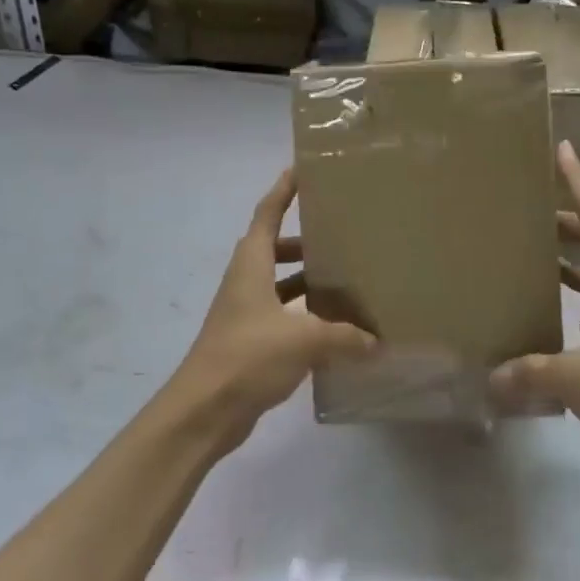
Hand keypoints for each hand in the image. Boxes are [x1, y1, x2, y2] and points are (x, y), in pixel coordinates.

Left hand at [162, 168, 375, 457]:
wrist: (203, 410)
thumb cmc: (247, 356)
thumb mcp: (304, 340)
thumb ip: (344, 337)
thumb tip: (376, 341)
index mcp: (251, 265)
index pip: (267, 214)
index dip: (283, 190)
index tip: (301, 170)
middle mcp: (245, 282)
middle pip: (274, 249)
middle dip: (304, 241)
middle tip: (341, 236)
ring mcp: (245, 314)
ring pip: (280, 286)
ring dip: (306, 282)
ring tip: (345, 283)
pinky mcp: (249, 343)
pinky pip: (283, 318)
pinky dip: (305, 317)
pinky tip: (334, 331)